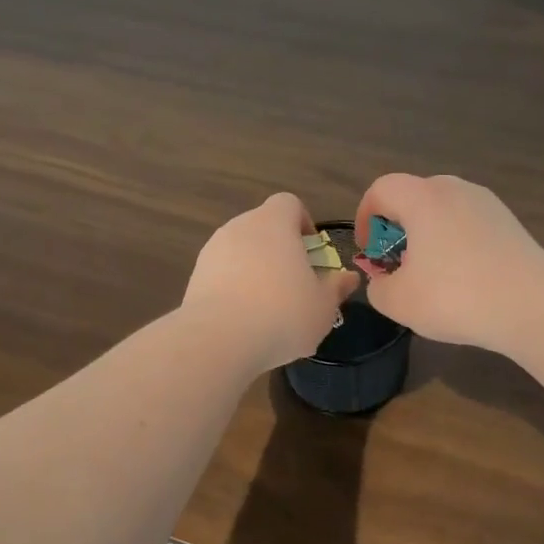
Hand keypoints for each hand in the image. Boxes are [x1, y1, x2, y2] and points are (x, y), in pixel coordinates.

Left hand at [183, 193, 358, 370]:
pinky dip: (234, 287)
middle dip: (280, 250)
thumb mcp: (323, 306)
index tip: (311, 253)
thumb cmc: (282, 314)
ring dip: (255, 270)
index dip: (303, 223)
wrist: (218, 340)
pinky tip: (243, 319)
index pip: (289, 204)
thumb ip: (336, 287)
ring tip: (268, 307)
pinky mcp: (195, 277)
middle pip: (263, 227)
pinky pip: (221, 274)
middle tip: (295, 284)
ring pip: (240, 251)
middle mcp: (239, 227)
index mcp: (273, 223)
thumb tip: (349, 277)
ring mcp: (212, 251)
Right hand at [353, 174, 543, 348]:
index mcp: (423, 198)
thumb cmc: (455, 297)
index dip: (365, 218)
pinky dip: (453, 241)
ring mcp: (487, 203)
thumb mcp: (398, 301)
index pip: (381, 189)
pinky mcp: (509, 222)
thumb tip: (384, 279)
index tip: (368, 250)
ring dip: (426, 234)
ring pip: (442, 209)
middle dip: (396, 227)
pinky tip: (462, 278)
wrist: (532, 306)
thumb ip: (378, 286)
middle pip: (413, 196)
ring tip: (429, 273)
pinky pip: (467, 223)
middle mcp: (455, 189)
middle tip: (396, 263)